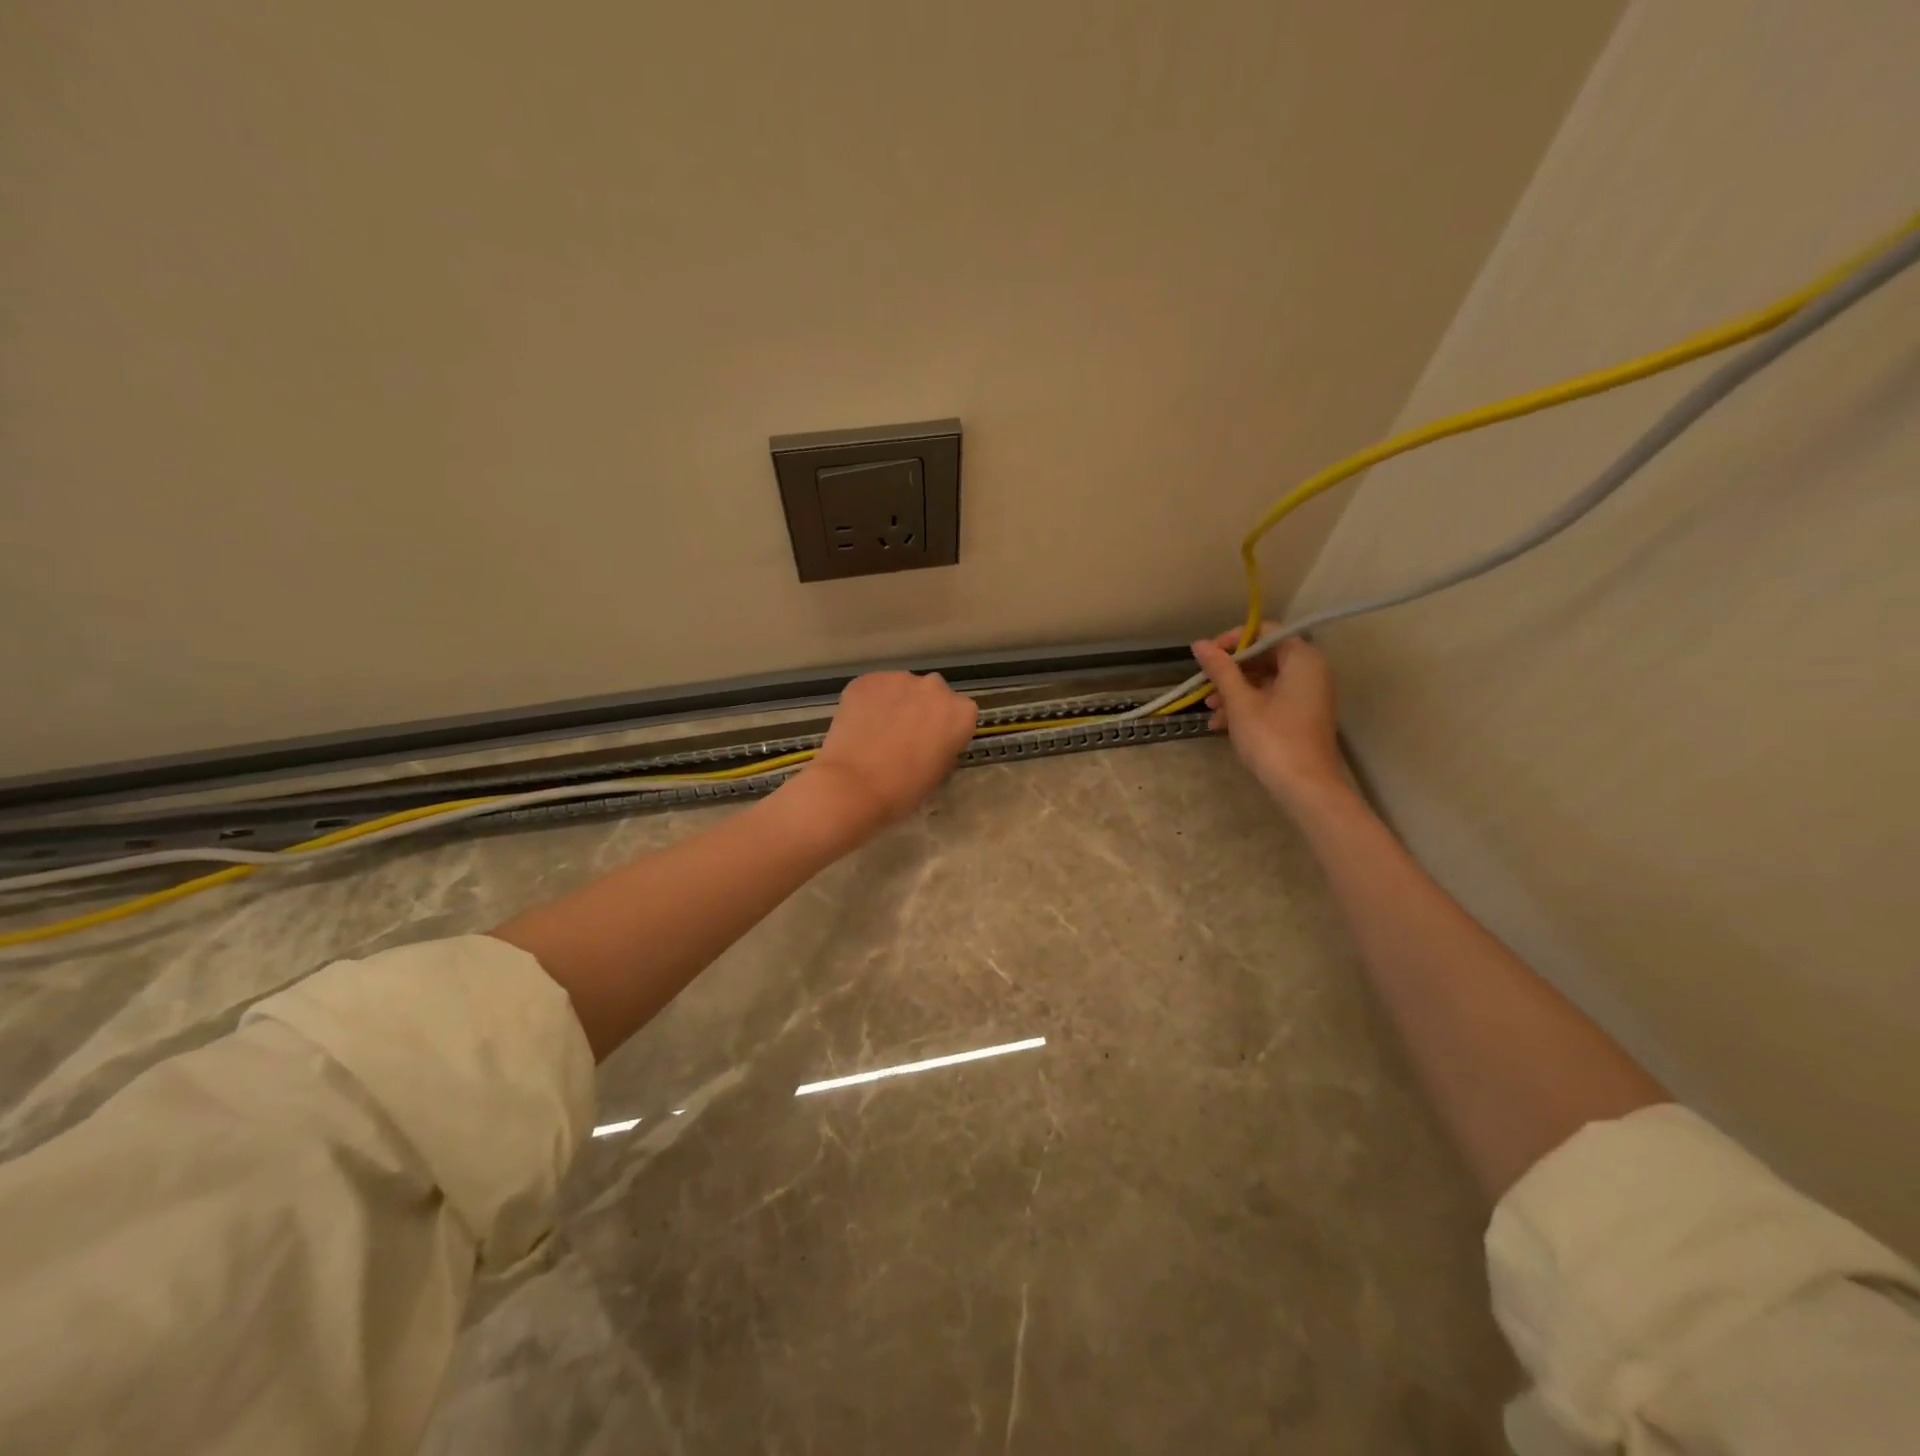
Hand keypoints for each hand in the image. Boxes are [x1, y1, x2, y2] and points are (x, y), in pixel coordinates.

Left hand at [801, 671, 979, 836]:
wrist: (854, 785)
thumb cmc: (904, 789)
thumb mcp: (939, 773)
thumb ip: (944, 747)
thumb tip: (931, 740)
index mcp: (961, 713)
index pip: (960, 715)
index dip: (945, 730)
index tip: (932, 745)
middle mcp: (935, 687)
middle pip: (932, 695)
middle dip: (922, 710)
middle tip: (904, 736)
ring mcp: (899, 679)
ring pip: (902, 688)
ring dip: (895, 704)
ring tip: (877, 731)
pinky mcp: (867, 679)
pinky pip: (874, 689)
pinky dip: (869, 702)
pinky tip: (859, 725)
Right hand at [1191, 627, 1345, 803]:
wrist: (1305, 787)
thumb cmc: (1272, 738)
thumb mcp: (1240, 702)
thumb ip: (1220, 670)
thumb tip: (1199, 644)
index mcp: (1301, 659)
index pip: (1264, 631)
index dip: (1233, 640)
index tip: (1208, 657)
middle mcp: (1310, 671)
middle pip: (1264, 656)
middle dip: (1231, 670)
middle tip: (1205, 686)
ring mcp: (1308, 695)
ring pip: (1264, 680)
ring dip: (1234, 690)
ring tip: (1210, 709)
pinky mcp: (1302, 715)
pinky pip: (1271, 699)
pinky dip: (1247, 706)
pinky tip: (1221, 724)